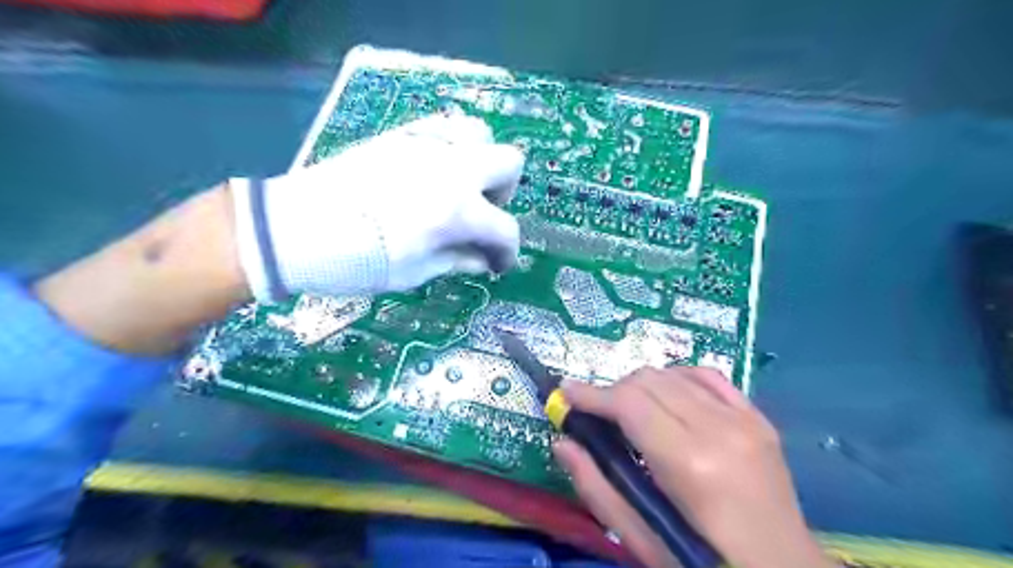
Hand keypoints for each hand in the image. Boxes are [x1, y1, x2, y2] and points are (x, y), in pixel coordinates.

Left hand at [233, 112, 525, 302]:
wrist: (295, 228)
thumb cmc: (357, 260)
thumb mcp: (415, 272)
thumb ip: (458, 260)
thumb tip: (484, 260)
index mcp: (458, 210)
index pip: (505, 228)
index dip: (507, 252)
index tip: (496, 264)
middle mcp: (453, 169)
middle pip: (510, 163)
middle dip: (505, 194)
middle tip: (482, 215)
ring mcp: (427, 145)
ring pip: (481, 133)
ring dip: (482, 162)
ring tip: (461, 187)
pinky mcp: (401, 135)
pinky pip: (444, 126)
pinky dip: (453, 146)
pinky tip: (436, 169)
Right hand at [558, 368, 833, 567]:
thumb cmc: (705, 563)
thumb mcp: (643, 540)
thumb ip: (597, 488)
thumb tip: (562, 442)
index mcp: (690, 464)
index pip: (629, 404)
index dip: (591, 394)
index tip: (566, 392)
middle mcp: (719, 429)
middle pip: (648, 381)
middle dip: (613, 392)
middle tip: (599, 415)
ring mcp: (744, 419)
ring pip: (673, 373)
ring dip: (641, 386)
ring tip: (631, 412)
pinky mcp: (758, 417)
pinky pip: (707, 375)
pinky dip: (677, 377)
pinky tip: (668, 396)